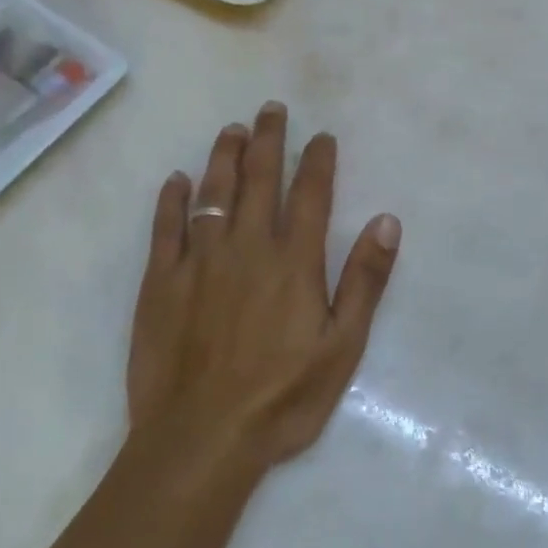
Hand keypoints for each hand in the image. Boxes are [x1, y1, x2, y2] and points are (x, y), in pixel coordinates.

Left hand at [127, 103, 401, 472]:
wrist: (200, 438)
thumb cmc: (281, 398)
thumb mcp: (342, 347)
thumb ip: (364, 281)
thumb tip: (387, 221)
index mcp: (293, 261)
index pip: (310, 195)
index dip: (318, 160)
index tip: (322, 136)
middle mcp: (247, 247)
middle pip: (260, 179)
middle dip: (269, 140)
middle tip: (272, 109)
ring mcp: (199, 261)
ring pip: (213, 192)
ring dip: (224, 156)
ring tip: (232, 129)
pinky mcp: (160, 281)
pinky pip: (165, 228)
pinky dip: (171, 200)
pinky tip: (176, 180)